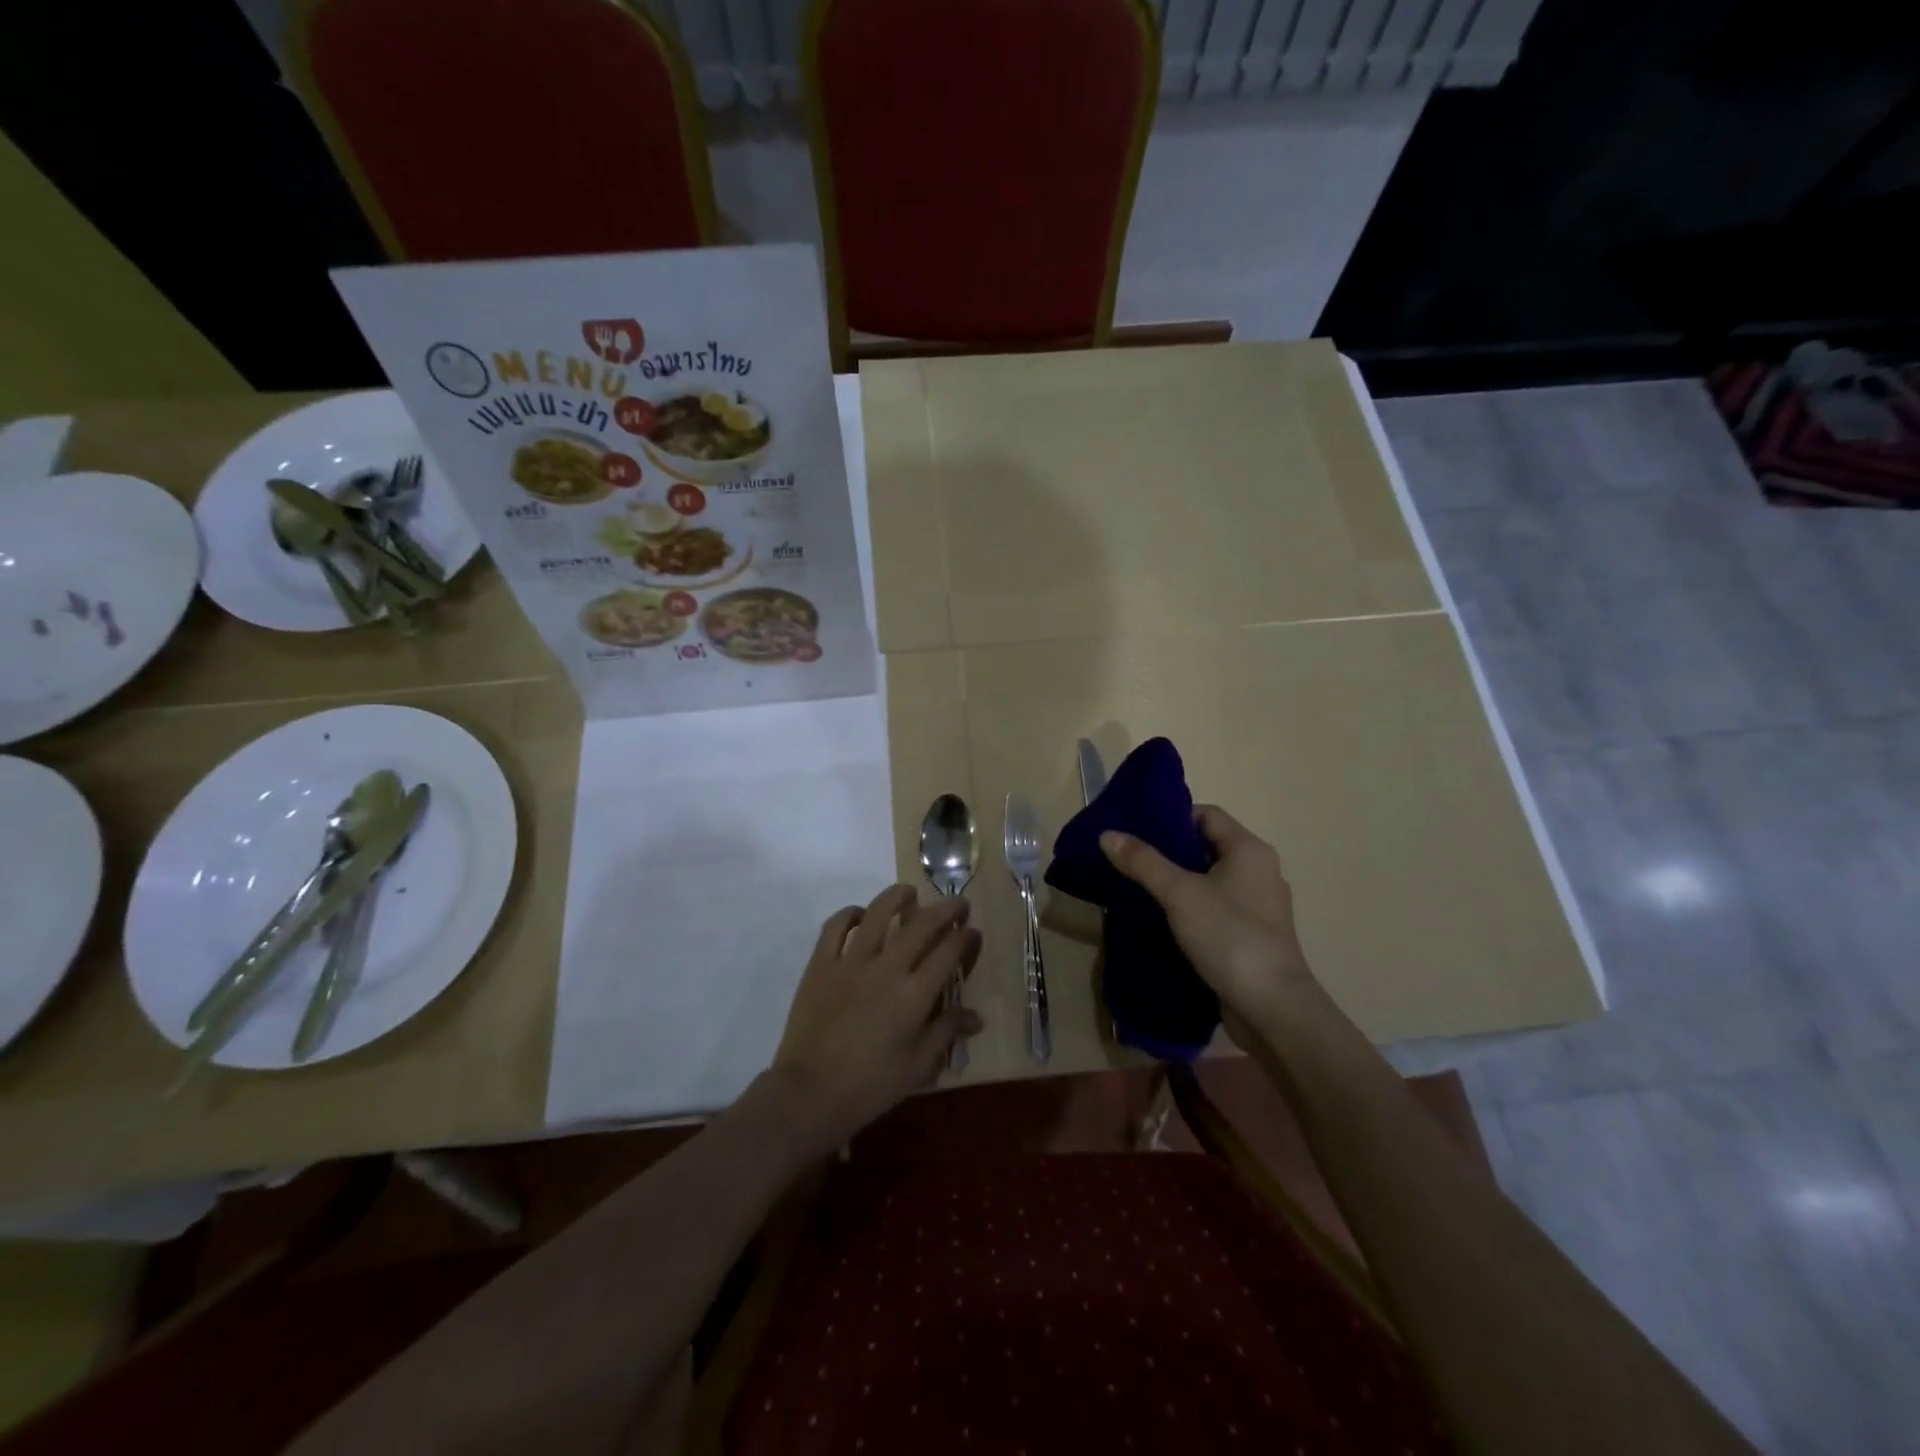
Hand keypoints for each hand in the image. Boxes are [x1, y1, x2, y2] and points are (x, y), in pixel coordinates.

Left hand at [772, 886, 981, 1152]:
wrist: (809, 1094)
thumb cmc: (869, 1086)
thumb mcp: (917, 1067)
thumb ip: (946, 1033)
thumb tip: (976, 1016)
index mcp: (914, 995)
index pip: (948, 951)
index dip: (965, 937)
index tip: (972, 931)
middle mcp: (887, 968)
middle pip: (922, 924)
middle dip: (945, 909)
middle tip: (956, 904)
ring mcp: (851, 962)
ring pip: (878, 913)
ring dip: (898, 897)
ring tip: (909, 892)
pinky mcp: (821, 964)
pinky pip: (835, 927)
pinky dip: (850, 914)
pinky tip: (860, 914)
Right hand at [1100, 806, 1314, 1035]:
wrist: (1272, 1008)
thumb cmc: (1229, 936)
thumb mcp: (1179, 893)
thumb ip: (1143, 862)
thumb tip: (1108, 834)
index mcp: (1249, 850)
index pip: (1207, 814)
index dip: (1171, 817)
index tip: (1135, 829)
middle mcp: (1258, 871)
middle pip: (1206, 846)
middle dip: (1168, 851)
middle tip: (1128, 858)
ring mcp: (1257, 906)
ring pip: (1209, 880)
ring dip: (1176, 882)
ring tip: (1137, 887)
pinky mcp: (1250, 935)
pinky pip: (1214, 909)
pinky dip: (1188, 908)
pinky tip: (1160, 919)